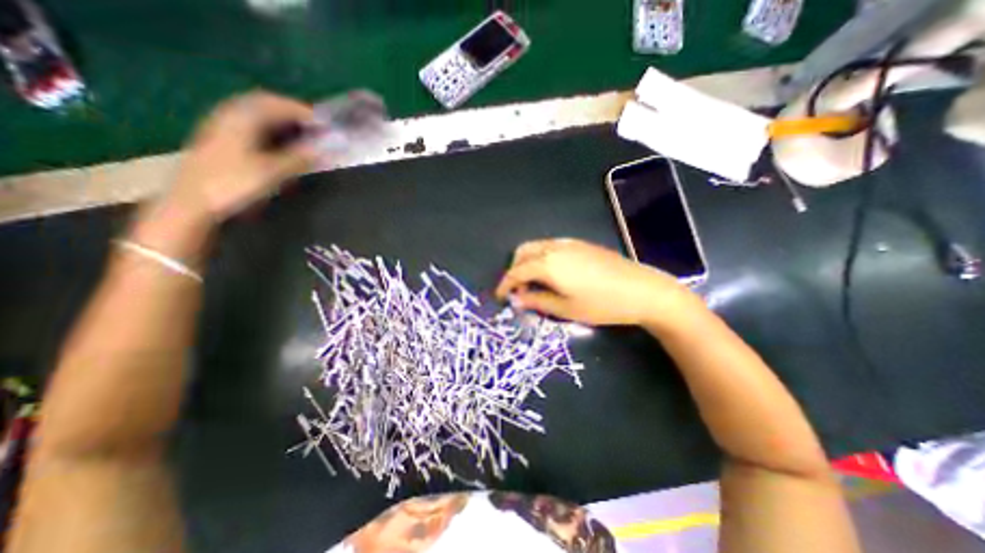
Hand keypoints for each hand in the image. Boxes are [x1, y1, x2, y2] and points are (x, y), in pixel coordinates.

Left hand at [165, 91, 317, 221]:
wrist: (192, 202)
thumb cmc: (234, 184)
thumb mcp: (272, 172)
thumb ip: (299, 158)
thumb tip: (325, 150)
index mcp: (242, 118)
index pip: (276, 104)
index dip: (302, 111)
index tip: (324, 123)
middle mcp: (229, 115)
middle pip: (264, 103)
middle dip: (291, 112)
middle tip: (314, 126)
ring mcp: (221, 126)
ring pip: (255, 113)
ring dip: (280, 119)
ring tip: (301, 132)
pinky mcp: (219, 139)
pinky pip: (249, 123)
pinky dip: (268, 127)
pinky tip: (278, 140)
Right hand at [496, 239, 694, 325]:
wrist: (642, 289)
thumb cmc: (602, 304)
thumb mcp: (565, 308)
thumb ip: (536, 301)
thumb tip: (516, 299)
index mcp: (547, 264)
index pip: (516, 271)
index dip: (505, 284)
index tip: (501, 297)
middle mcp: (553, 248)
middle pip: (522, 252)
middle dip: (515, 269)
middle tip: (520, 290)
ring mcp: (568, 243)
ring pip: (536, 247)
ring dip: (528, 262)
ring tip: (535, 283)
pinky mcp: (580, 243)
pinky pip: (550, 246)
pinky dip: (541, 257)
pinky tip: (553, 273)